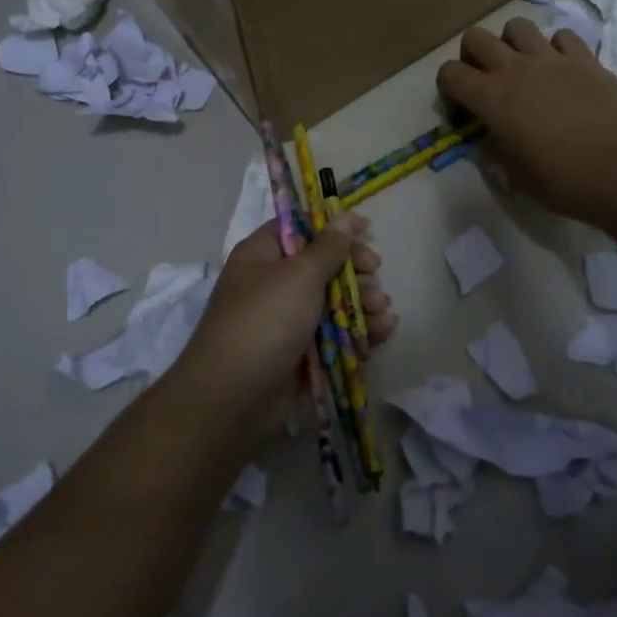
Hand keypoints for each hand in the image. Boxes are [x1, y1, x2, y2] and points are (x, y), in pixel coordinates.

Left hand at [170, 216, 396, 443]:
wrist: (233, 399)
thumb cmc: (265, 321)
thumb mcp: (299, 275)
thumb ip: (327, 248)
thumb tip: (343, 218)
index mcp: (262, 255)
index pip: (299, 228)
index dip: (332, 227)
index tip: (367, 230)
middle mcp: (271, 284)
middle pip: (321, 267)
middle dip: (354, 271)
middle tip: (376, 275)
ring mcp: (284, 323)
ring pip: (331, 304)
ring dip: (361, 305)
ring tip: (384, 315)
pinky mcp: (297, 356)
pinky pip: (332, 338)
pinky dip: (356, 334)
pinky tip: (381, 336)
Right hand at [436, 17, 616, 226]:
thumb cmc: (563, 180)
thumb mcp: (514, 172)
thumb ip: (494, 144)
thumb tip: (489, 132)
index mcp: (491, 98)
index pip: (449, 74)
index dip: (448, 89)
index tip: (462, 110)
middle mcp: (515, 69)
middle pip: (475, 38)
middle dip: (472, 55)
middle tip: (485, 80)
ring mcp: (552, 59)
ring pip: (517, 26)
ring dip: (512, 44)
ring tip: (523, 68)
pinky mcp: (586, 59)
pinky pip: (562, 36)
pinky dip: (556, 49)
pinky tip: (562, 70)